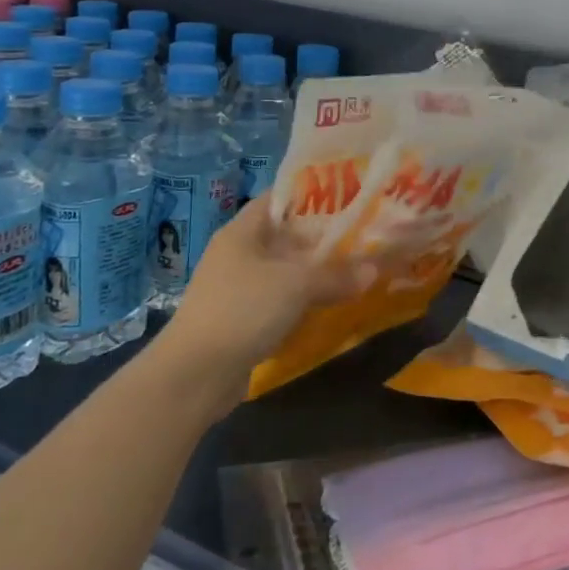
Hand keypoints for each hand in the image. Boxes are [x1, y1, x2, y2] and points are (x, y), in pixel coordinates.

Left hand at [163, 194, 375, 377]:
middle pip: (286, 235)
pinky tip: (332, 303)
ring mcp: (238, 288)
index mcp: (242, 231)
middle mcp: (238, 254)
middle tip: (362, 233)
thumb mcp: (297, 285)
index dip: (312, 194)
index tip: (348, 196)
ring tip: (356, 267)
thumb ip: (336, 275)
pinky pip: (281, 300)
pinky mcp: (242, 319)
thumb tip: (374, 271)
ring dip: (316, 272)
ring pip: (285, 270)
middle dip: (323, 236)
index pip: (279, 198)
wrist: (194, 375)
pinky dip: (304, 300)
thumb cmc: (242, 309)